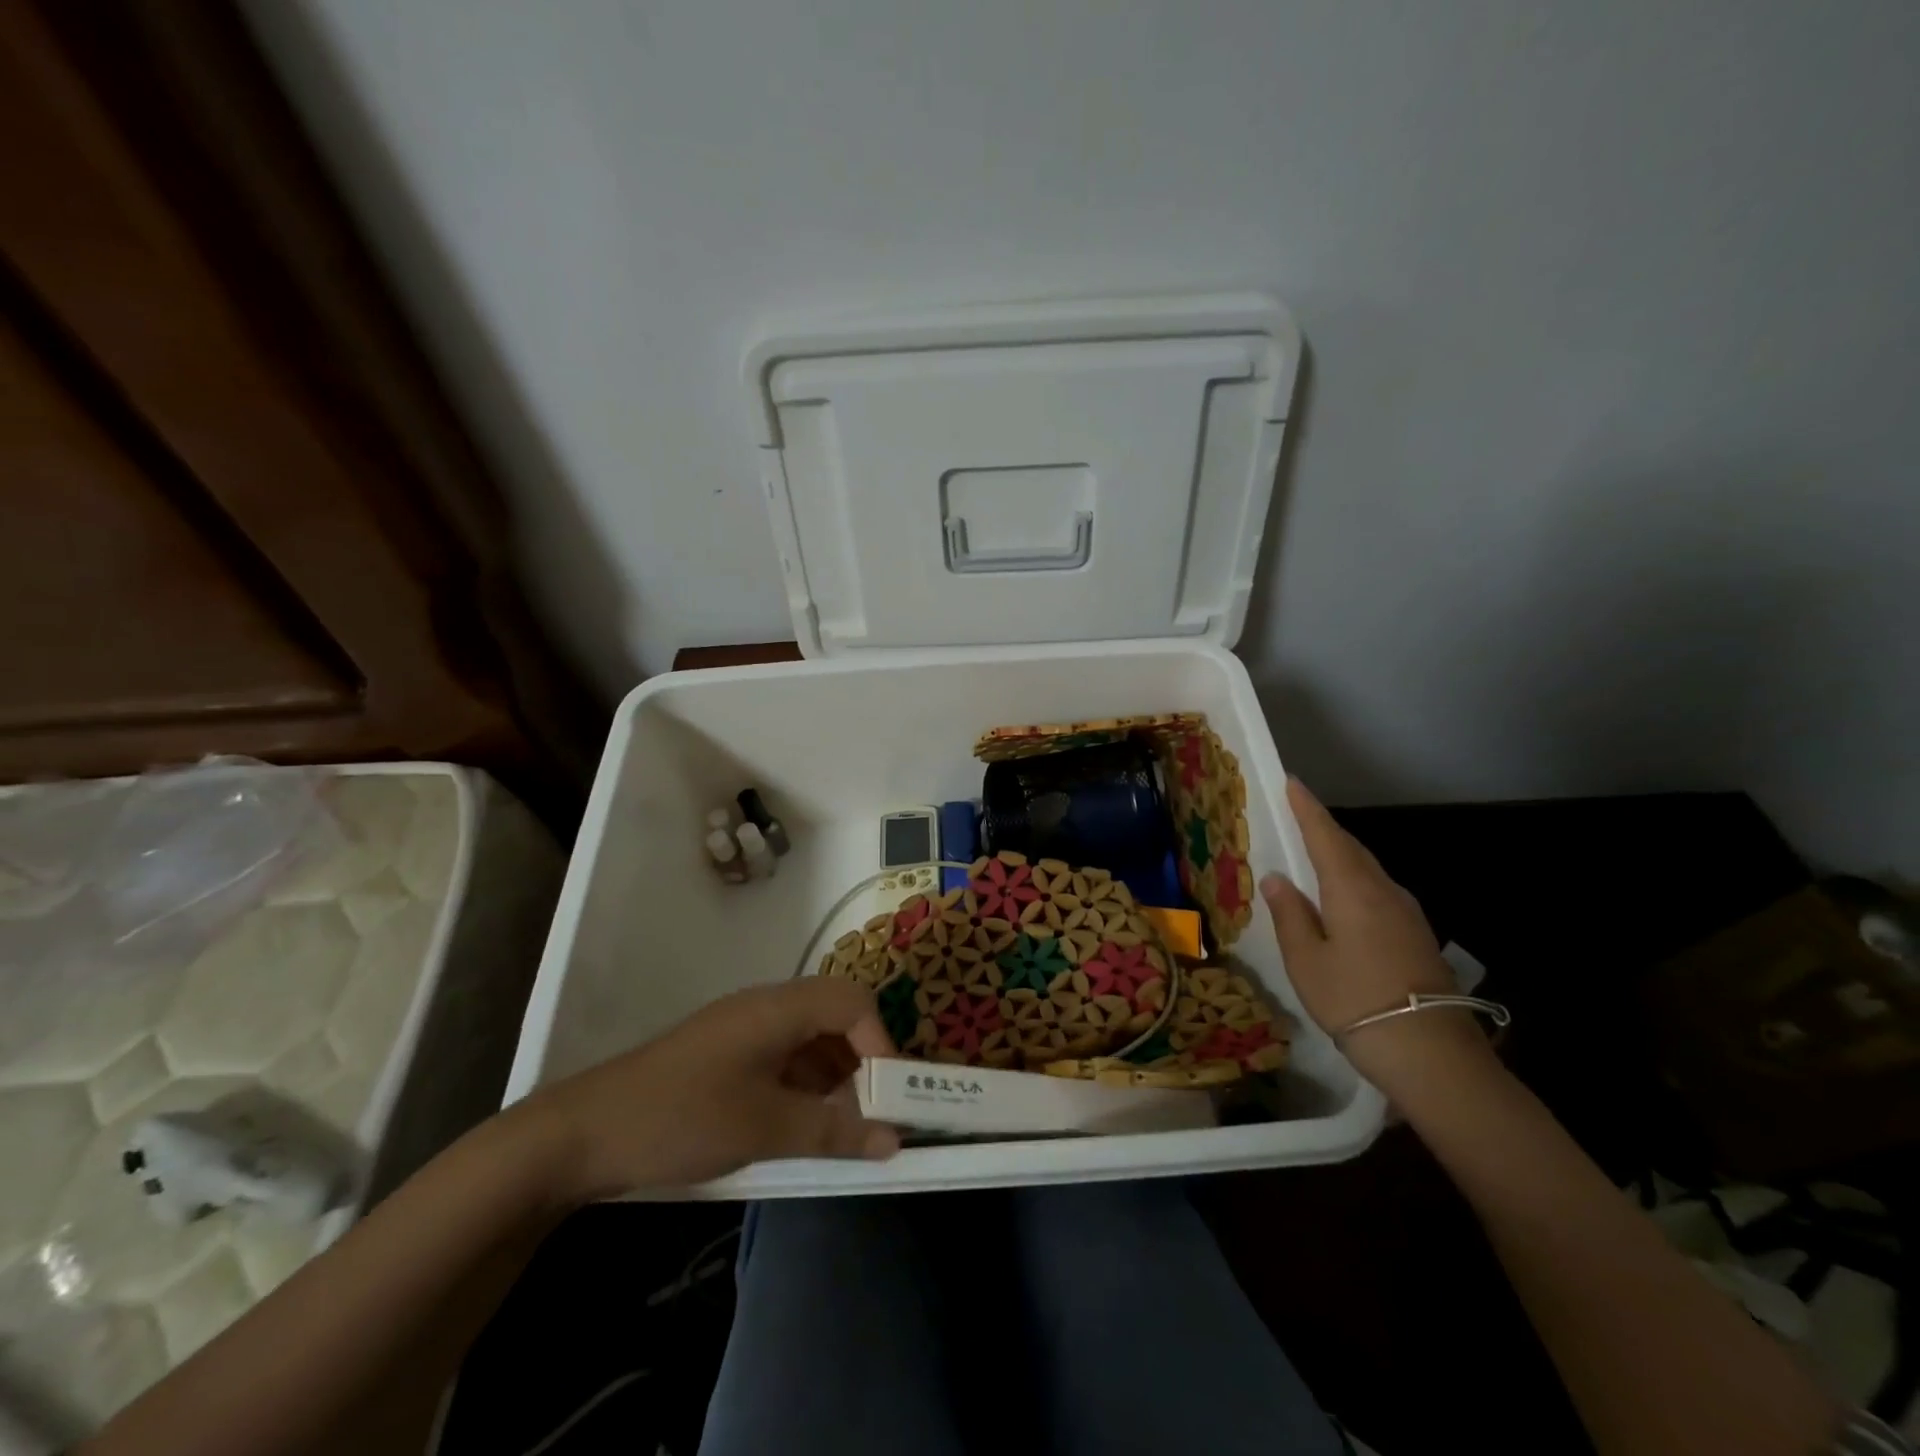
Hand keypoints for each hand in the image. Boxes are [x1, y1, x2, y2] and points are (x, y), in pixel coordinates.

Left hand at [528, 978, 901, 1201]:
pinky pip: (784, 1061)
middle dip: (862, 1063)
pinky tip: (804, 1128)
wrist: (580, 1134)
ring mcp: (744, 1032)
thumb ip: (832, 1130)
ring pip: (810, 1041)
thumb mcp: (762, 1127)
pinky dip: (805, 1089)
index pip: (853, 1002)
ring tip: (843, 1130)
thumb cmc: (679, 1119)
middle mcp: (766, 1008)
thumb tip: (894, 1140)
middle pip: (836, 1017)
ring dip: (835, 1080)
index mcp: (778, 1008)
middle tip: (874, 1116)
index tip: (889, 1098)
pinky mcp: (728, 1058)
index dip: (880, 1043)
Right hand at [1260, 778, 1497, 1093]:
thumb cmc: (1354, 1000)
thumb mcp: (1306, 960)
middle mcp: (1383, 891)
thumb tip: (1276, 879)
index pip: (1325, 835)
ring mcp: (1407, 914)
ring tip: (1315, 855)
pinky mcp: (1418, 936)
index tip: (1292, 781)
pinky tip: (1344, 899)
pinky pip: (1379, 892)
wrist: (1431, 1054)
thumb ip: (1290, 915)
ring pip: (1367, 870)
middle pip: (1350, 848)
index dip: (1306, 807)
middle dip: (1323, 828)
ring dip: (1341, 856)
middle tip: (1298, 815)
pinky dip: (1356, 882)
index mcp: (1352, 889)